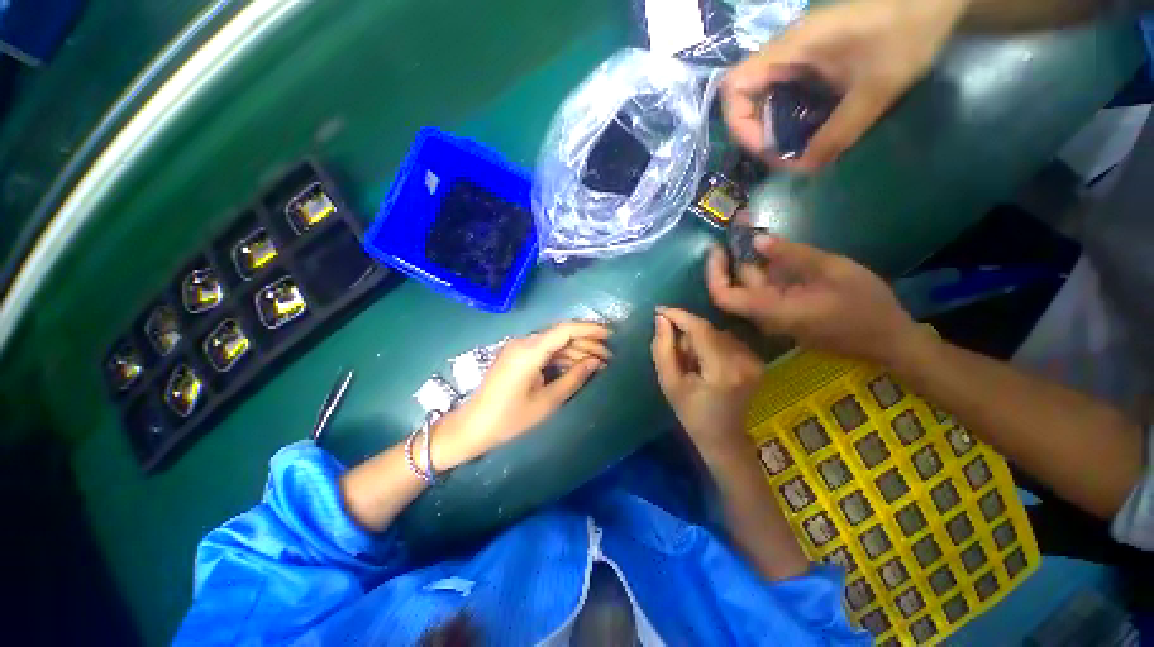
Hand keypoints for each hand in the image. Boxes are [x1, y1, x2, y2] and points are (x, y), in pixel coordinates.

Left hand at [435, 322, 611, 467]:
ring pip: (554, 343)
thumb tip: (595, 362)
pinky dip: (562, 357)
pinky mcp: (517, 357)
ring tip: (598, 363)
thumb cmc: (510, 419)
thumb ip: (573, 378)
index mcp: (529, 351)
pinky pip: (544, 351)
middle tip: (608, 357)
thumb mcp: (547, 402)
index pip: (565, 330)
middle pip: (561, 335)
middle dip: (586, 343)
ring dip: (576, 350)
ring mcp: (518, 348)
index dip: (590, 330)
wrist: (472, 428)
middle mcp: (523, 342)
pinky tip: (577, 365)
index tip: (610, 335)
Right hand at [651, 307, 763, 455]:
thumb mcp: (669, 383)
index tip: (659, 310)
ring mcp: (754, 360)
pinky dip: (710, 344)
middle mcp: (744, 361)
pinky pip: (726, 339)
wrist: (723, 437)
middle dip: (686, 333)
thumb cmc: (691, 413)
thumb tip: (661, 319)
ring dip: (698, 339)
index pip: (701, 330)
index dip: (679, 316)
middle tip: (675, 351)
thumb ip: (663, 348)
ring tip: (690, 361)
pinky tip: (704, 361)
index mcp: (723, 370)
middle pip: (709, 330)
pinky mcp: (756, 360)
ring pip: (717, 332)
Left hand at [707, 235, 922, 366]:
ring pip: (749, 287)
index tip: (717, 246)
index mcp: (770, 310)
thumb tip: (756, 240)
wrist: (887, 341)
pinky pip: (764, 290)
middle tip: (738, 227)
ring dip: (748, 260)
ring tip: (751, 229)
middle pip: (734, 288)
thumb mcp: (833, 271)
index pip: (723, 296)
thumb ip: (792, 255)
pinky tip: (772, 249)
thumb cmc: (865, 306)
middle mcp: (763, 316)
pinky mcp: (784, 313)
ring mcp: (773, 317)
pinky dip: (764, 270)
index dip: (714, 272)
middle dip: (731, 258)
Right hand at [723, 0, 967, 170]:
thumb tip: (806, 170)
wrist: (933, 1)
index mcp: (790, 50)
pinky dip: (789, 120)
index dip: (739, 123)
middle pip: (745, 100)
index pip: (734, 88)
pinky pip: (785, 97)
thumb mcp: (875, 89)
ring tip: (796, 150)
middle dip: (757, 134)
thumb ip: (839, 133)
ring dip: (773, 130)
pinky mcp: (810, 64)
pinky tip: (810, 132)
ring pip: (764, 101)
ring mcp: (797, 58)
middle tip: (782, 156)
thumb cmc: (906, 33)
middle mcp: (784, 54)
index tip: (765, 147)